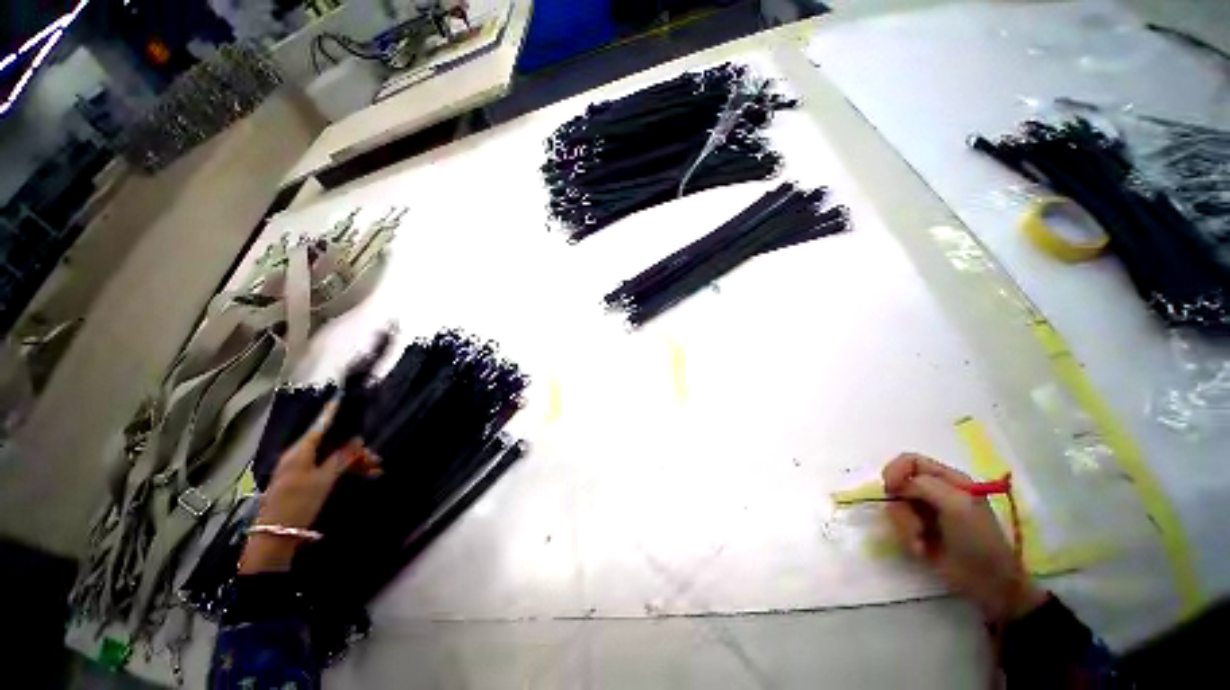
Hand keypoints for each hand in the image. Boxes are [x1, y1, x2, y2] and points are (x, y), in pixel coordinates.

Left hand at [239, 400, 380, 573]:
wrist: (276, 537)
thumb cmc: (298, 503)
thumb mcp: (324, 480)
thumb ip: (341, 458)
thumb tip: (357, 439)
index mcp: (301, 451)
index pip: (321, 425)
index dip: (333, 413)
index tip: (343, 398)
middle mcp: (300, 456)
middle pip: (332, 444)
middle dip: (355, 448)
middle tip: (376, 457)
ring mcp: (302, 470)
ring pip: (334, 458)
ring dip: (355, 462)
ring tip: (376, 470)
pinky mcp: (305, 483)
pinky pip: (329, 470)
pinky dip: (346, 471)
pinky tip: (364, 476)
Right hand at [882, 453, 1045, 624]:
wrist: (987, 582)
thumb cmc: (978, 539)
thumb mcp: (956, 505)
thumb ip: (925, 486)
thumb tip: (897, 485)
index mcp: (948, 479)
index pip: (910, 461)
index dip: (895, 470)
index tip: (891, 489)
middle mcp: (934, 491)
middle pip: (898, 484)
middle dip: (901, 505)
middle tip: (914, 524)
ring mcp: (924, 512)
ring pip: (895, 506)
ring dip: (904, 525)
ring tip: (920, 542)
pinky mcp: (917, 531)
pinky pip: (897, 525)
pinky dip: (906, 537)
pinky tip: (921, 549)